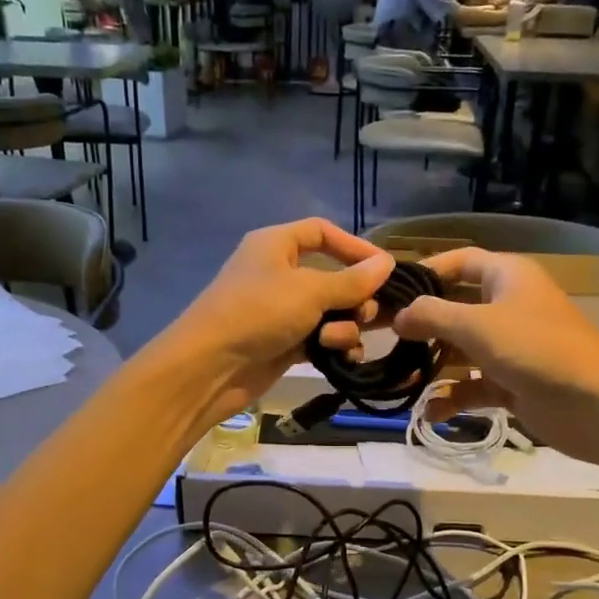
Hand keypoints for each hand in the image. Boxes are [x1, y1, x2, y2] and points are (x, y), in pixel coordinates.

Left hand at [159, 218, 394, 422]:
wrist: (211, 367)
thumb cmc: (258, 313)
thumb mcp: (310, 291)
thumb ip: (352, 280)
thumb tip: (387, 263)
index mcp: (277, 245)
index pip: (322, 232)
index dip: (354, 247)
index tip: (383, 268)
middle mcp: (279, 273)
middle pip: (333, 277)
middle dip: (355, 297)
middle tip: (367, 315)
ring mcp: (281, 311)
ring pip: (331, 312)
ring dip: (344, 327)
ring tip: (337, 341)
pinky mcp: (284, 344)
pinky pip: (321, 338)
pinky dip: (333, 346)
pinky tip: (342, 359)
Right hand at [391, 248, 598, 461]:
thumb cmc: (536, 350)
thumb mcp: (477, 326)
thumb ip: (432, 316)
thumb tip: (398, 315)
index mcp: (507, 277)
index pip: (460, 261)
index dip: (426, 271)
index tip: (391, 292)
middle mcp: (507, 307)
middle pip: (455, 308)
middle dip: (422, 325)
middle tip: (382, 339)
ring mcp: (510, 348)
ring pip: (461, 351)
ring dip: (433, 365)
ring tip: (400, 379)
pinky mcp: (512, 384)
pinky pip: (473, 386)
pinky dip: (453, 398)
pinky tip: (430, 413)